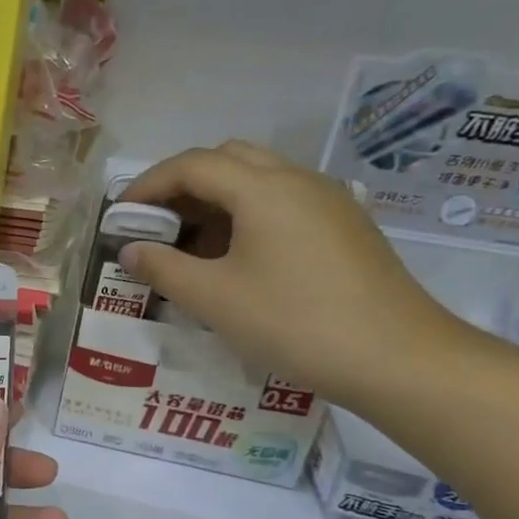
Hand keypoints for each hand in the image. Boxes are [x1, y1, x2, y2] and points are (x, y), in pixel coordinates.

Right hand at [121, 141, 474, 410]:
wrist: (398, 359)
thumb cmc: (294, 323)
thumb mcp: (214, 299)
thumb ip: (163, 268)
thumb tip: (129, 250)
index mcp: (263, 188)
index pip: (191, 165)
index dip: (148, 185)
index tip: (120, 215)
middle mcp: (297, 180)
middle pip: (228, 159)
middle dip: (183, 185)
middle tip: (157, 224)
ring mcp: (328, 202)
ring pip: (259, 179)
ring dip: (216, 201)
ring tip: (191, 247)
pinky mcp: (345, 227)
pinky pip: (283, 203)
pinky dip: (247, 215)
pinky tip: (238, 260)